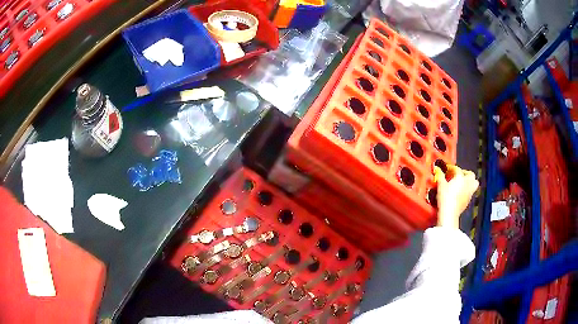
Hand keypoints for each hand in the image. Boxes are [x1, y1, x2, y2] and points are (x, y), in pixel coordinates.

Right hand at [434, 165, 478, 228]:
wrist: (449, 213)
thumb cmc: (445, 197)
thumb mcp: (440, 185)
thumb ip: (440, 176)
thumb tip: (437, 169)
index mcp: (460, 177)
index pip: (457, 169)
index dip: (452, 168)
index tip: (447, 169)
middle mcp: (467, 183)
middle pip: (471, 175)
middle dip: (466, 173)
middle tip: (459, 175)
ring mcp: (469, 192)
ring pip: (474, 183)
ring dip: (470, 182)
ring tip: (463, 183)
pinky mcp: (468, 201)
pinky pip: (470, 192)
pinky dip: (467, 191)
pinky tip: (460, 193)